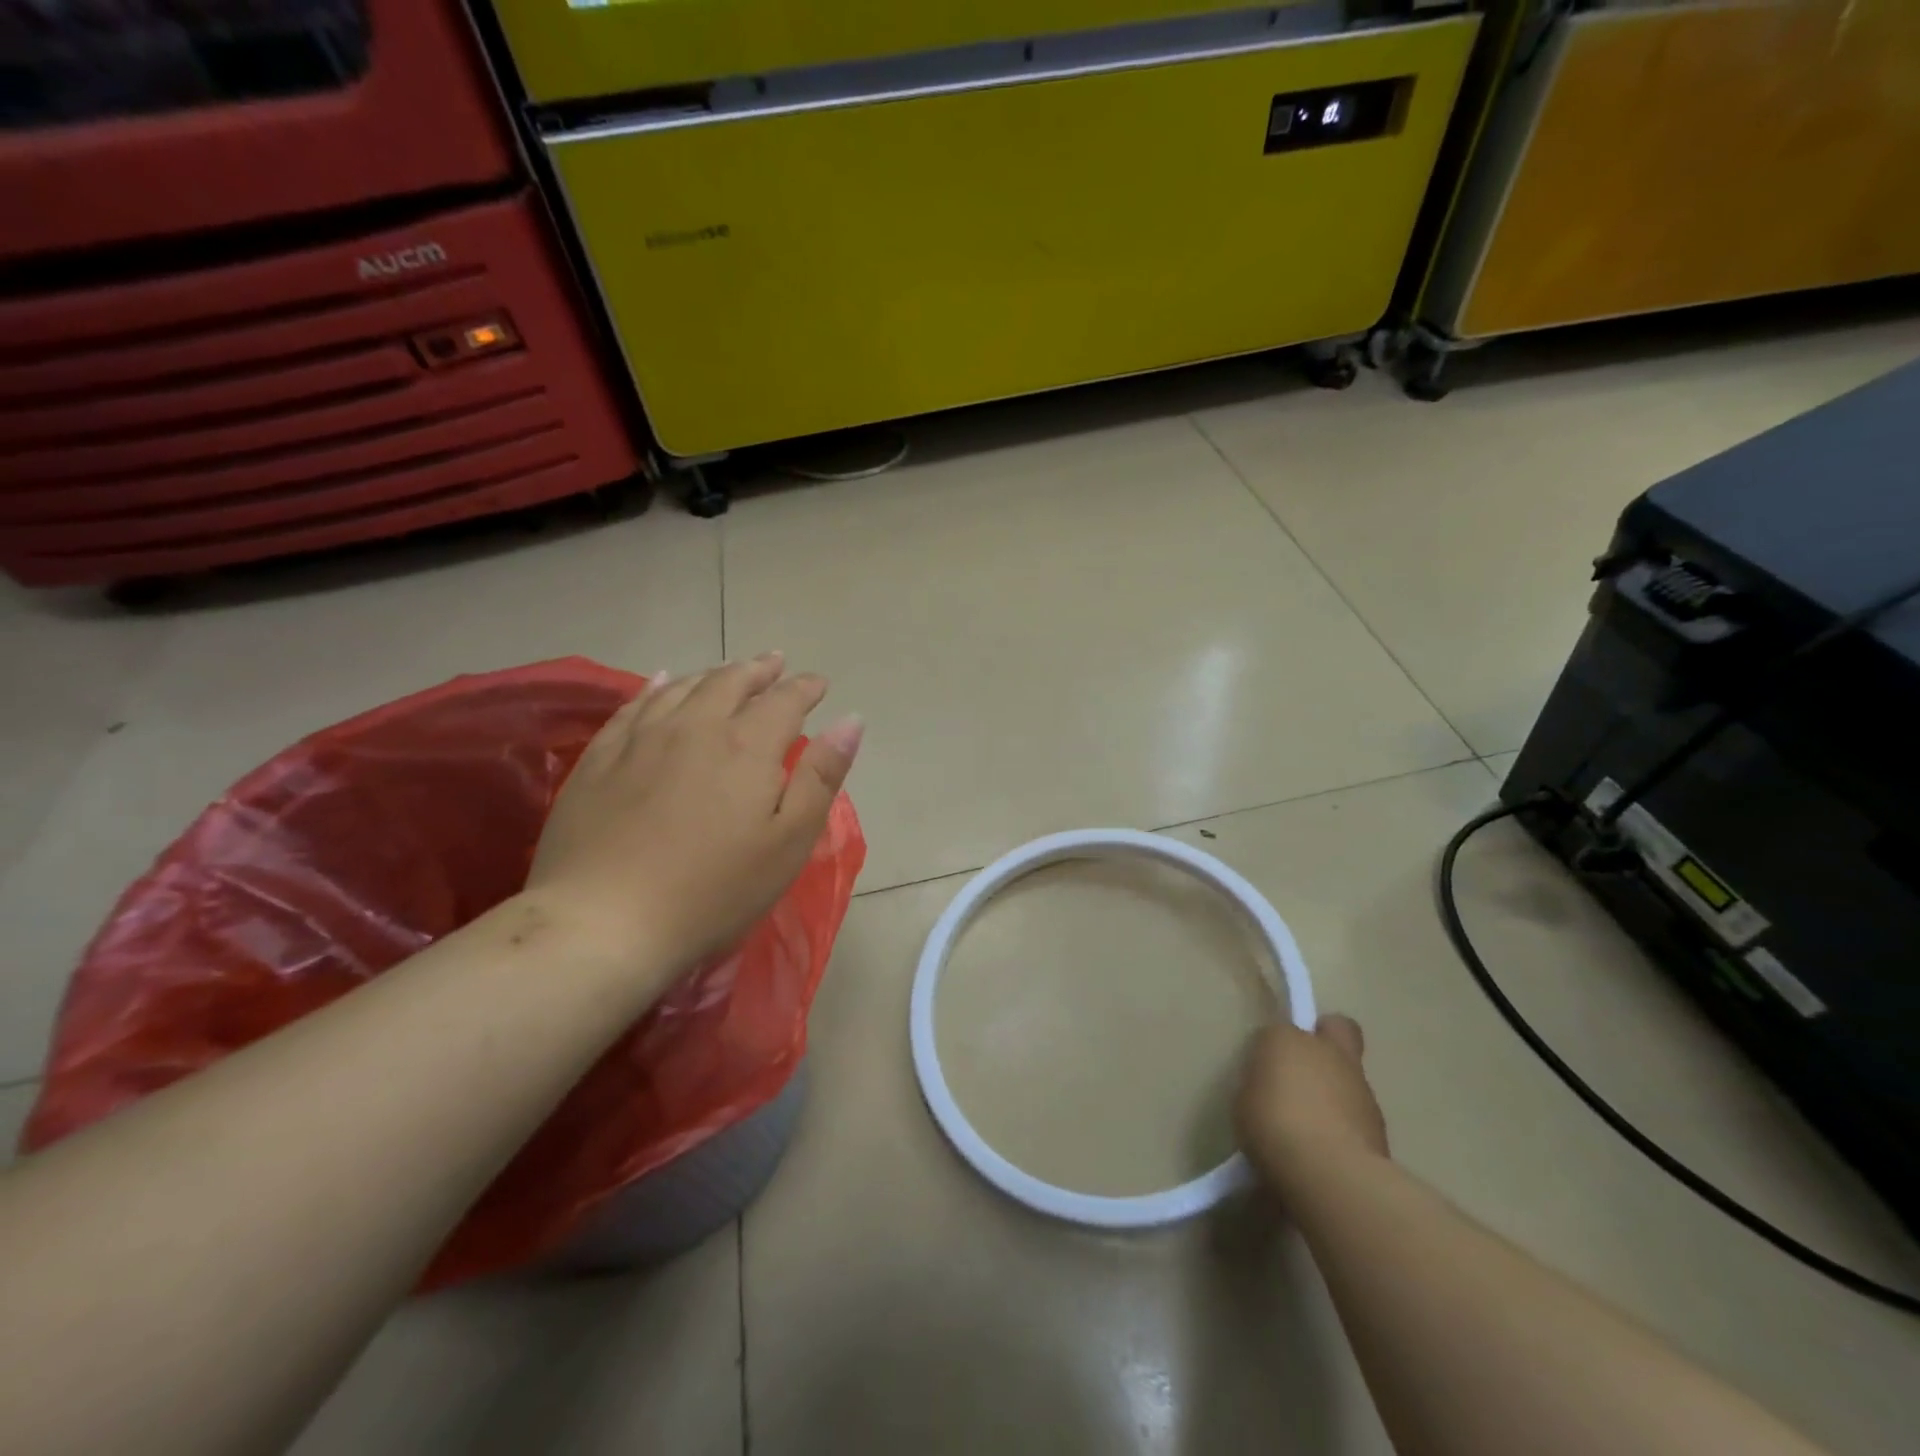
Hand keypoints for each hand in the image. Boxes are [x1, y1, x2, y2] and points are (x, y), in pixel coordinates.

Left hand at [525, 652, 862, 972]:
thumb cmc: (714, 890)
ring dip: (714, 674)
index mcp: (747, 746)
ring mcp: (642, 738)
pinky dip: (657, 685)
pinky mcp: (601, 757)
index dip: (805, 688)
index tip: (819, 683)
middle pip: (731, 682)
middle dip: (759, 670)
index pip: (785, 700)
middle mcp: (696, 726)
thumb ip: (821, 776)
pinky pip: (634, 704)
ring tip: (729, 670)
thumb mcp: (789, 841)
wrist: (604, 921)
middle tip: (775, 663)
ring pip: (684, 687)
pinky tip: (663, 680)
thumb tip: (851, 720)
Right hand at [1236, 1015, 1389, 1197]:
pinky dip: (1347, 1123)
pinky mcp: (1380, 1124)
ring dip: (1336, 1089)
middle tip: (1306, 1069)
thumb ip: (1263, 1086)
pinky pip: (1358, 1113)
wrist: (1329, 1173)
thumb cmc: (1273, 1126)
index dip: (1275, 1047)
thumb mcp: (1246, 1102)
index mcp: (1286, 1039)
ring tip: (1314, 1126)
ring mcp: (1360, 1086)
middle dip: (1326, 1040)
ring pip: (1350, 1074)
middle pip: (1337, 1029)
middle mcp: (1328, 1053)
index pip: (1281, 1029)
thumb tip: (1273, 1091)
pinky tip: (1330, 1149)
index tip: (1266, 1070)